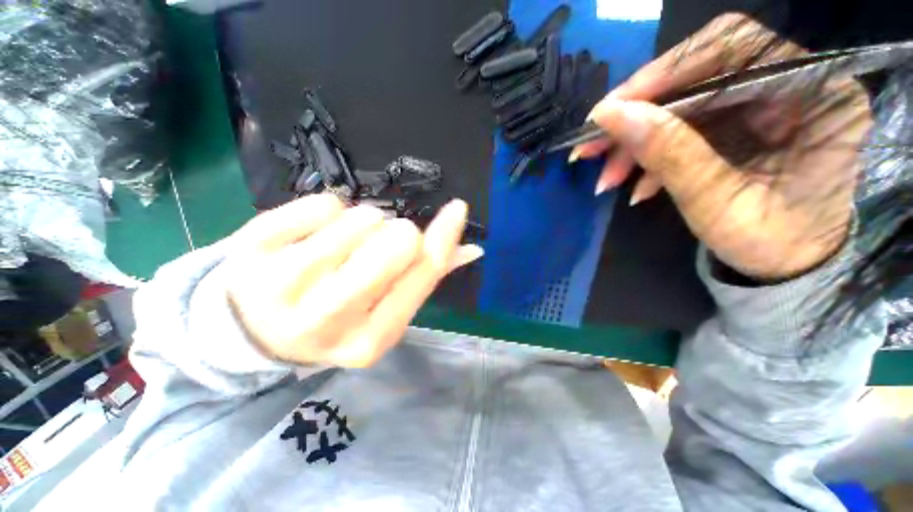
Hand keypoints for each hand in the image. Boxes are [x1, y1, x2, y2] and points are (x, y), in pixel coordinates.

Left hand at [223, 195, 482, 367]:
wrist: (256, 330)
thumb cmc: (336, 319)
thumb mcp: (384, 311)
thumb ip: (426, 277)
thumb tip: (472, 249)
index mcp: (370, 339)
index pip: (423, 272)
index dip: (445, 236)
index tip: (457, 209)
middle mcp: (328, 319)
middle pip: (398, 240)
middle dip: (398, 233)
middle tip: (378, 247)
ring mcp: (283, 284)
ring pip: (363, 217)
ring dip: (363, 225)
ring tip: (340, 248)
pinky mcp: (252, 248)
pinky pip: (324, 202)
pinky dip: (330, 212)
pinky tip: (312, 237)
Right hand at [574, 13, 872, 279]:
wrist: (789, 264)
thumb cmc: (772, 243)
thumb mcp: (719, 205)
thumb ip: (670, 155)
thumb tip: (612, 116)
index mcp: (817, 92)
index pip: (733, 49)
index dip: (665, 73)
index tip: (610, 111)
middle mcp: (795, 81)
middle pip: (700, 71)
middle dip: (639, 112)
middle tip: (593, 146)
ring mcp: (765, 100)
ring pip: (683, 101)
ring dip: (636, 139)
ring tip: (607, 177)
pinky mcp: (741, 119)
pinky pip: (684, 123)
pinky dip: (651, 151)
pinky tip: (635, 182)